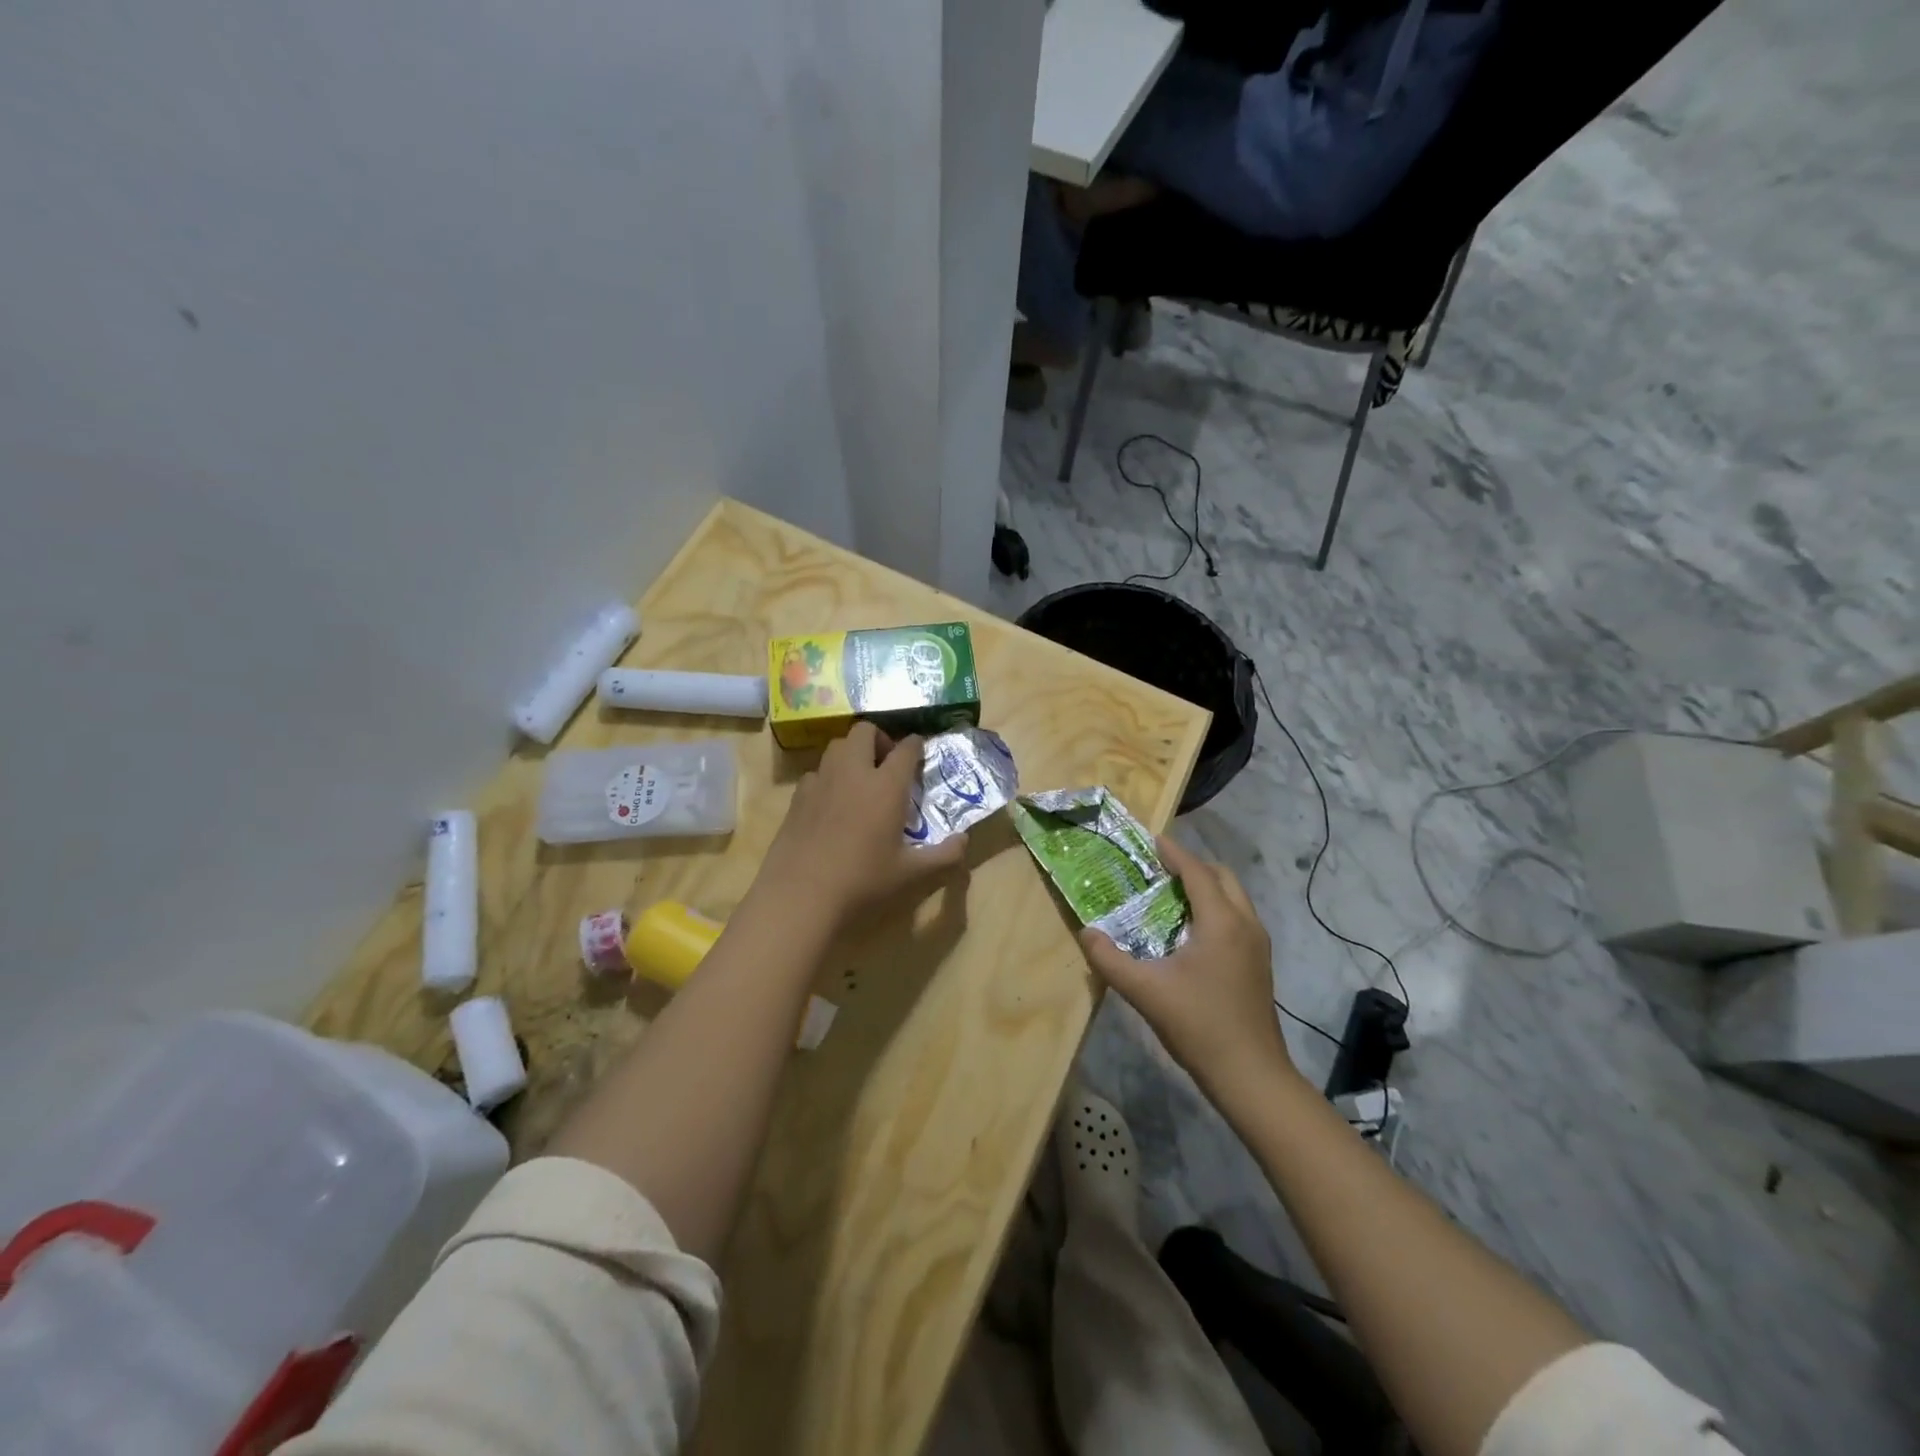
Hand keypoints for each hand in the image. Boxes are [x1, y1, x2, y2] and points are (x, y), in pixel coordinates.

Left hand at [753, 722, 967, 932]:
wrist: (801, 896)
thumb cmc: (862, 882)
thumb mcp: (910, 873)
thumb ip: (942, 855)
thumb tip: (964, 841)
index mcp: (886, 786)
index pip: (905, 749)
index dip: (915, 745)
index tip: (920, 750)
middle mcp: (853, 773)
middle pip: (865, 731)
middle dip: (880, 739)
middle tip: (887, 764)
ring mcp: (821, 781)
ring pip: (837, 745)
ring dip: (852, 753)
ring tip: (860, 779)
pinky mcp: (798, 796)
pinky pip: (816, 772)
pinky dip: (829, 777)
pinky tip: (832, 803)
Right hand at [1078, 835, 1296, 1104]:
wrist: (1251, 1075)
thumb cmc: (1199, 1025)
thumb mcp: (1145, 991)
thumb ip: (1109, 959)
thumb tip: (1086, 932)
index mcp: (1221, 922)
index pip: (1196, 872)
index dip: (1173, 853)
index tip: (1150, 839)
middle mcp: (1245, 924)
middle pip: (1221, 877)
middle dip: (1192, 866)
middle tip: (1158, 869)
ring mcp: (1258, 944)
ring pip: (1234, 897)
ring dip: (1205, 887)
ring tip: (1170, 895)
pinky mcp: (1259, 963)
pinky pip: (1237, 917)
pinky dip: (1215, 908)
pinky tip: (1189, 931)